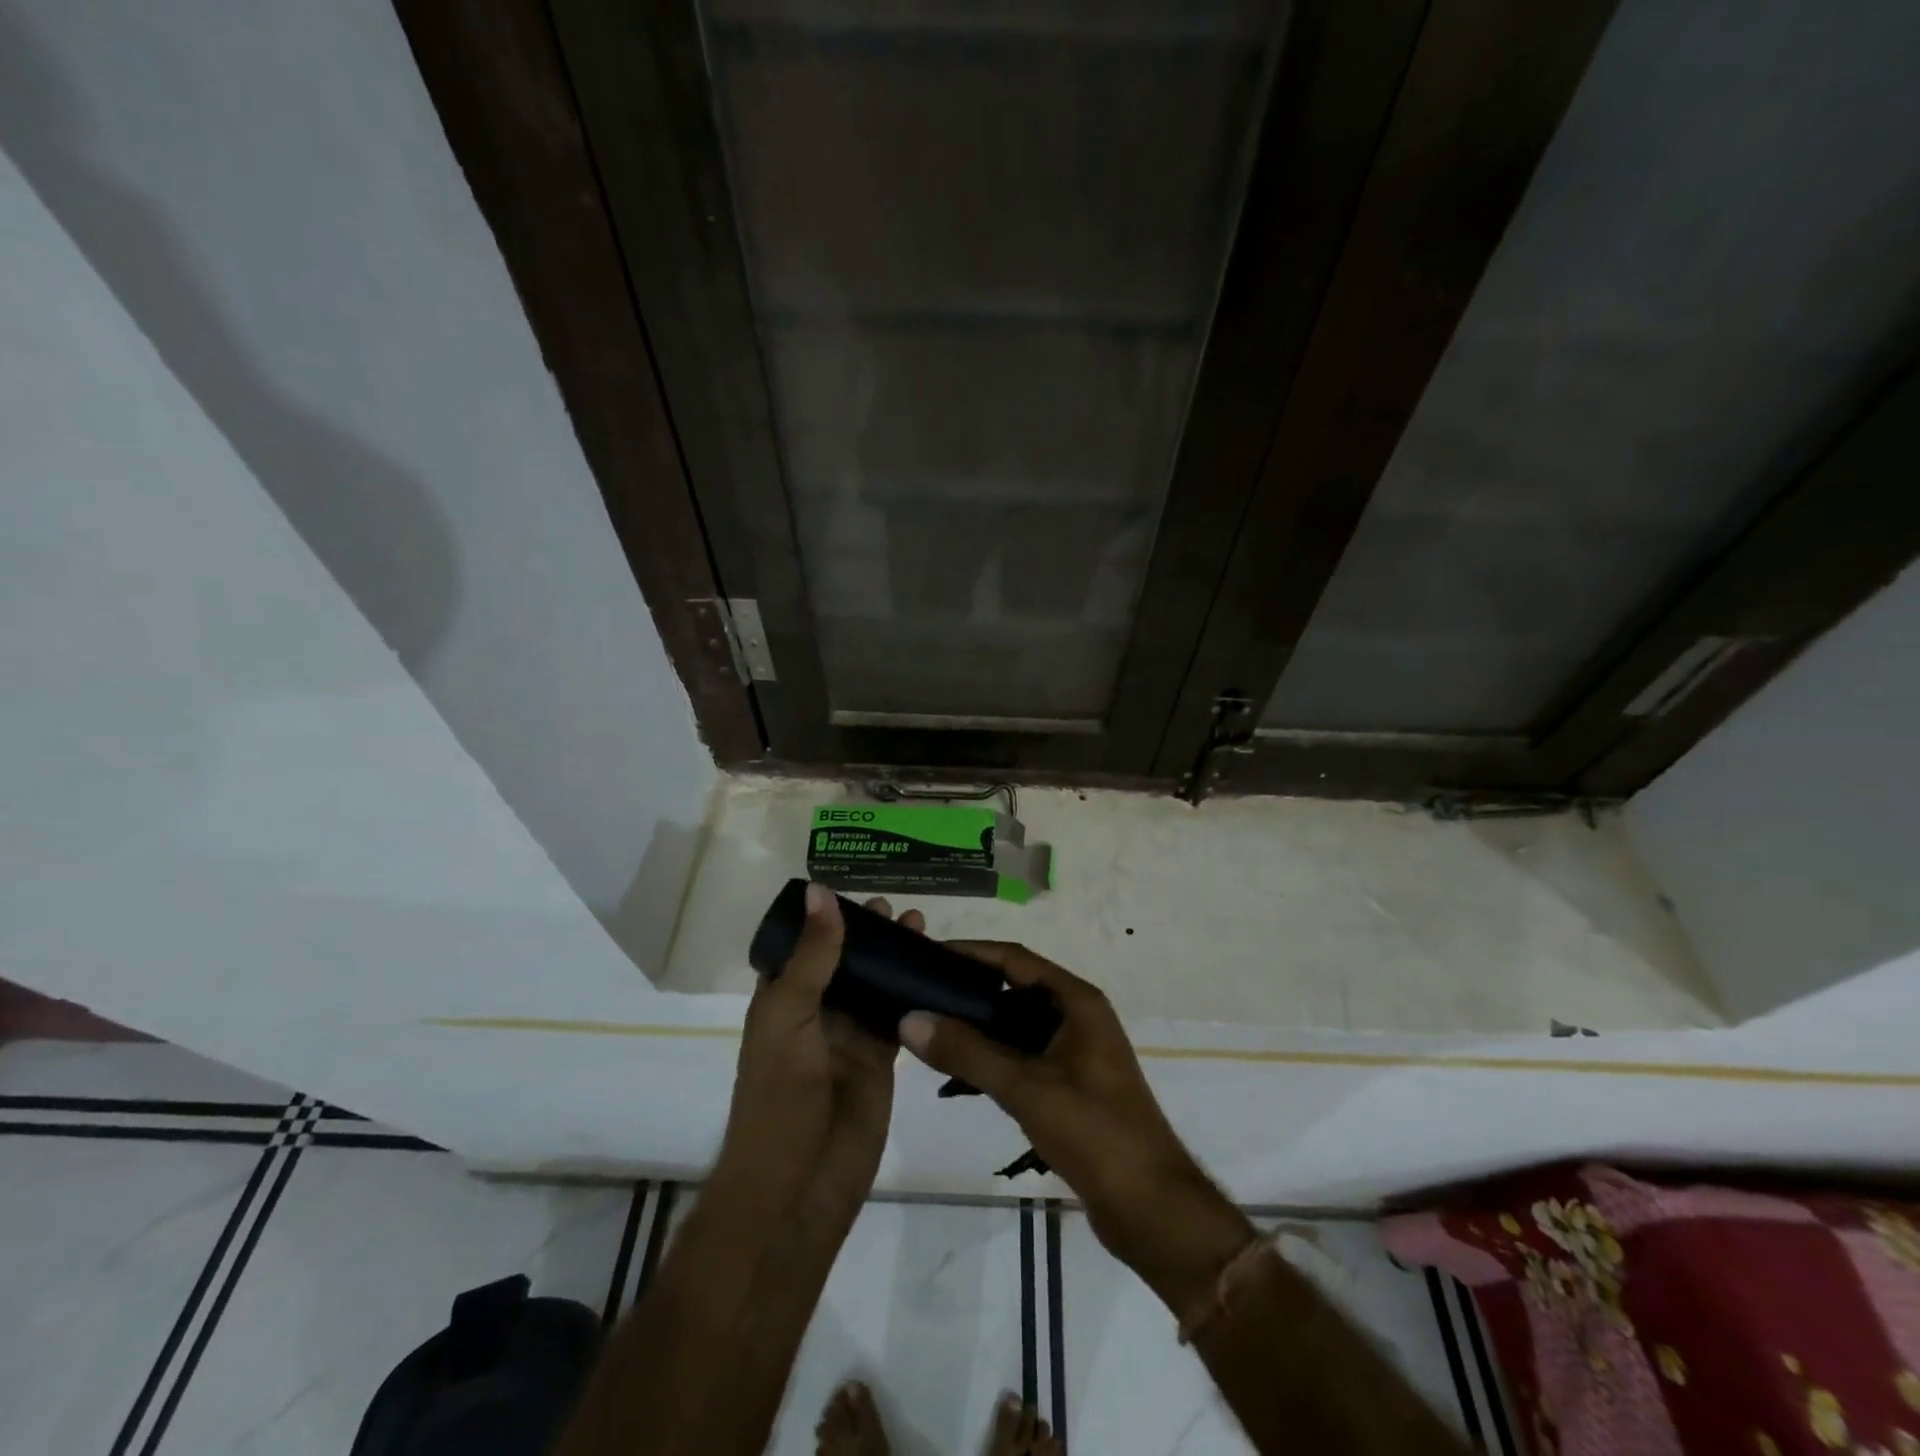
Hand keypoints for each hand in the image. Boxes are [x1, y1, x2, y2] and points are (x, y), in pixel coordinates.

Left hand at [712, 884, 907, 1233]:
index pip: (804, 946)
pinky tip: (937, 968)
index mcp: (781, 999)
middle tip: (898, 909)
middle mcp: (815, 1013)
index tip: (857, 892)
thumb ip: (813, 956)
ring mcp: (849, 1037)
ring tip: (920, 927)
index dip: (826, 919)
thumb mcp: (789, 1017)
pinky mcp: (880, 1059)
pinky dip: (916, 992)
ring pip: (876, 985)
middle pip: (845, 962)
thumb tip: (821, 891)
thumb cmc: (779, 1098)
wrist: (798, 1188)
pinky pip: (899, 1015)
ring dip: (895, 958)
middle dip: (869, 935)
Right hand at [897, 941, 1253, 1311]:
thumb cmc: (1094, 1132)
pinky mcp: (1070, 1087)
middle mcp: (1077, 1018)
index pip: (1015, 958)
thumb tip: (910, 1019)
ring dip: (977, 1033)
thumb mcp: (1026, 1087)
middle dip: (968, 993)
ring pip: (1015, 1029)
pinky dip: (991, 1064)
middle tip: (919, 998)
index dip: (971, 952)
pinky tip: (956, 1081)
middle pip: (1014, 991)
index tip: (928, 955)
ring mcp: (1075, 1054)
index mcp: (1077, 1002)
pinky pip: (1022, 1060)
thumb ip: (967, 1052)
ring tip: (929, 1038)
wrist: (1151, 1208)